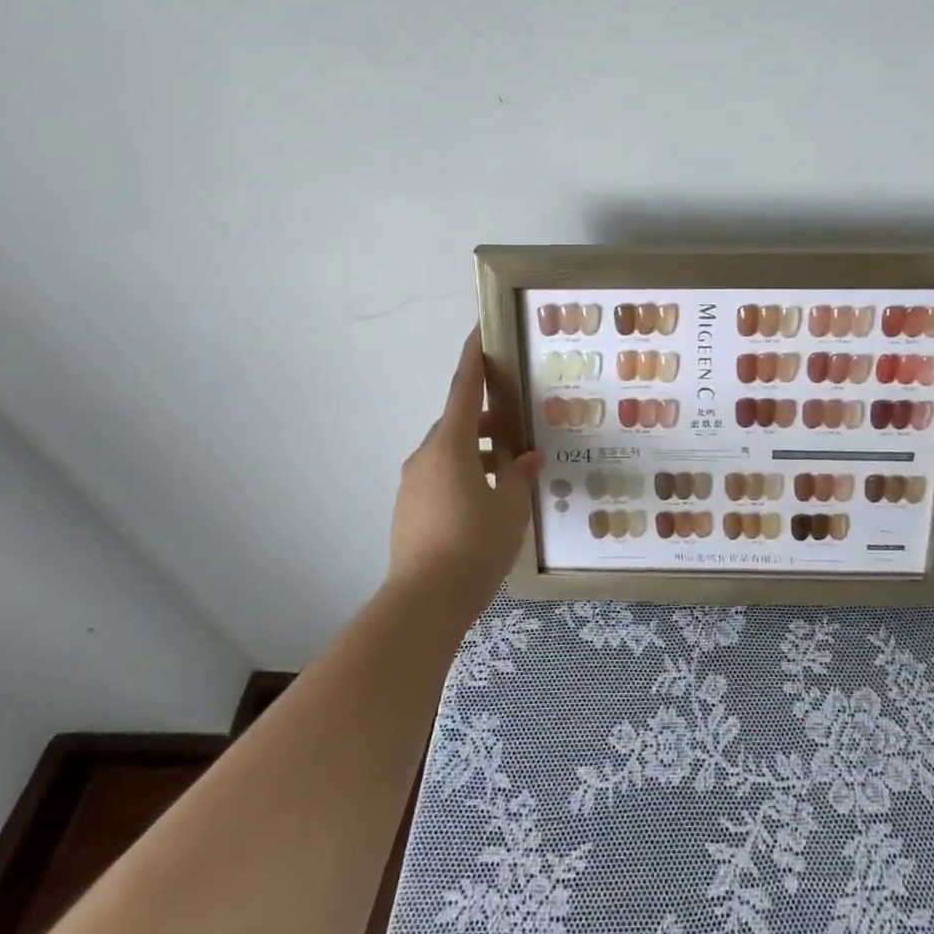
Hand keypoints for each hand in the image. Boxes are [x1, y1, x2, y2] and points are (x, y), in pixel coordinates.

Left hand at [388, 328, 543, 612]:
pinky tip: (485, 501)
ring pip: (448, 452)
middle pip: (458, 423)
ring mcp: (412, 484)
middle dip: (487, 420)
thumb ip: (519, 476)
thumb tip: (527, 457)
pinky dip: (463, 474)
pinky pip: (439, 476)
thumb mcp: (510, 510)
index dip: (474, 358)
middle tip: (519, 430)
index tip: (480, 331)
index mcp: (451, 446)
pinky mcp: (407, 509)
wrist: (423, 602)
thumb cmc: (474, 547)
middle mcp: (426, 456)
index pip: (464, 389)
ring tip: (508, 472)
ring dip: (476, 451)